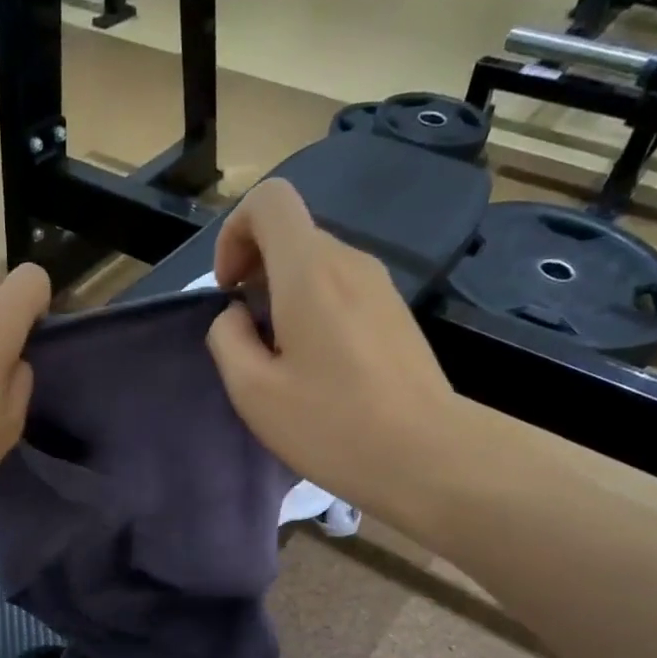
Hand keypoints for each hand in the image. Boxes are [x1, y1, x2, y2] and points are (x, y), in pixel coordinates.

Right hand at [205, 180, 477, 520]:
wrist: (429, 456)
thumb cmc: (332, 425)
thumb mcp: (253, 391)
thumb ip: (227, 339)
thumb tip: (237, 316)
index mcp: (309, 270)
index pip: (269, 201)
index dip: (234, 233)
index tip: (229, 291)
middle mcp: (350, 262)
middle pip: (291, 235)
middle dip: (256, 274)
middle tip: (249, 339)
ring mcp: (380, 287)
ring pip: (316, 266)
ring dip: (285, 297)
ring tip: (283, 361)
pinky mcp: (396, 315)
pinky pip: (342, 291)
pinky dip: (315, 312)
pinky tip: (320, 370)